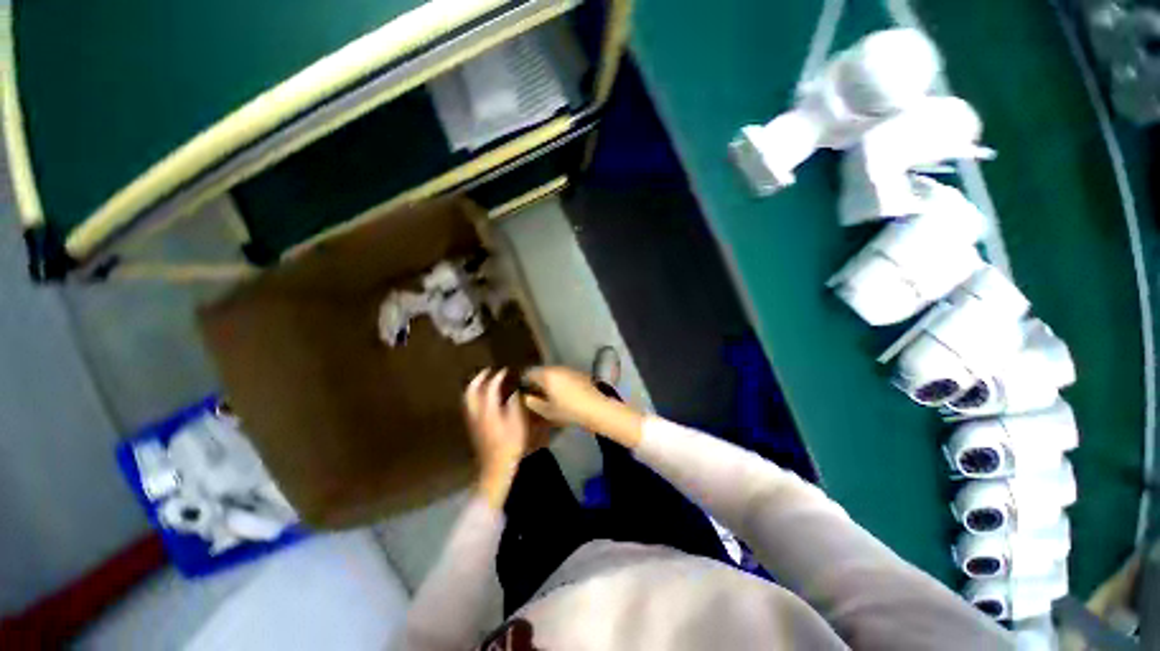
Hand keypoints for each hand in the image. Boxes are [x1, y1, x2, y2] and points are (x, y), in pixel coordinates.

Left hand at [464, 369, 527, 507]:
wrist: (495, 468)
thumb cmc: (510, 445)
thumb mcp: (517, 424)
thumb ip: (514, 405)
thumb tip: (513, 391)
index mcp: (488, 410)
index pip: (489, 387)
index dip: (497, 377)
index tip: (504, 370)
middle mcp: (476, 413)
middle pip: (471, 390)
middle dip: (478, 378)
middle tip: (487, 370)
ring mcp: (472, 420)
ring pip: (468, 398)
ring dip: (474, 386)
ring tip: (483, 380)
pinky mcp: (473, 427)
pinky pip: (470, 405)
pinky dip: (474, 396)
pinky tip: (482, 398)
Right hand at [523, 367, 644, 447]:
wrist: (598, 409)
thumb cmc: (569, 411)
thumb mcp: (547, 411)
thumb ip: (532, 402)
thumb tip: (525, 397)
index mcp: (547, 374)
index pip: (529, 373)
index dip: (523, 382)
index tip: (522, 392)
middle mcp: (558, 368)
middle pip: (542, 372)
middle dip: (537, 382)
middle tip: (534, 396)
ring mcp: (570, 369)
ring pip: (554, 374)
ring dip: (549, 382)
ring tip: (548, 397)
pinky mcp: (580, 374)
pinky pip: (564, 376)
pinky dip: (560, 383)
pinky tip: (563, 395)